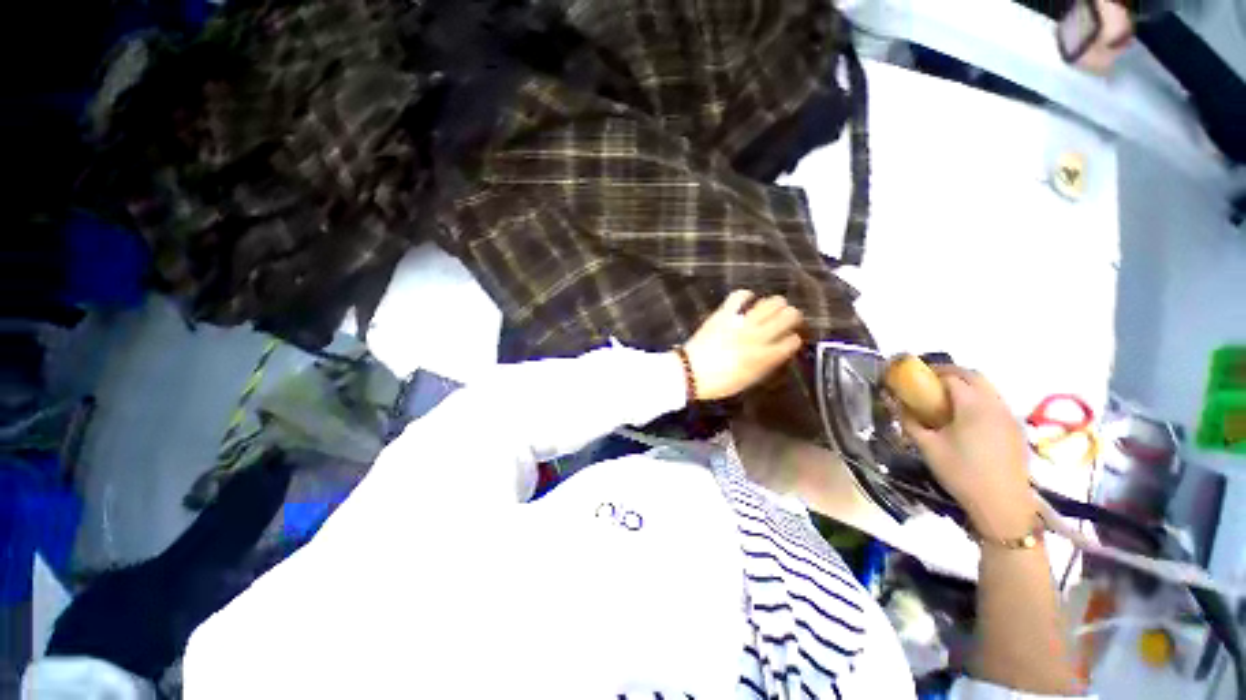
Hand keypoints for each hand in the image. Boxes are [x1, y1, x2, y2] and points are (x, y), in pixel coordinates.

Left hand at [681, 290, 803, 401]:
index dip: (793, 339)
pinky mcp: (725, 313)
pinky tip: (746, 303)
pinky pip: (741, 295)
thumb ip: (766, 363)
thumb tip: (777, 351)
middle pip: (790, 315)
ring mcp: (742, 322)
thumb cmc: (719, 382)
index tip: (788, 340)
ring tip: (768, 310)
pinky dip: (746, 296)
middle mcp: (759, 336)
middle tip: (784, 320)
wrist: (690, 372)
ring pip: (772, 302)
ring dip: (775, 305)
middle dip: (791, 316)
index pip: (793, 340)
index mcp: (766, 356)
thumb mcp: (749, 379)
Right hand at [900, 367, 1035, 539]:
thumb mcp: (928, 447)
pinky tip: (966, 417)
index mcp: (972, 405)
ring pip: (987, 387)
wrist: (1003, 505)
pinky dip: (978, 398)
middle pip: (973, 375)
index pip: (951, 377)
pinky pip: (995, 402)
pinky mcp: (1015, 429)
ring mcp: (1009, 416)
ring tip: (945, 397)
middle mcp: (994, 404)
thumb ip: (910, 422)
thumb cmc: (961, 473)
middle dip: (950, 372)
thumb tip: (895, 405)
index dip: (931, 372)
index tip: (914, 376)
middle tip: (929, 381)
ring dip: (966, 384)